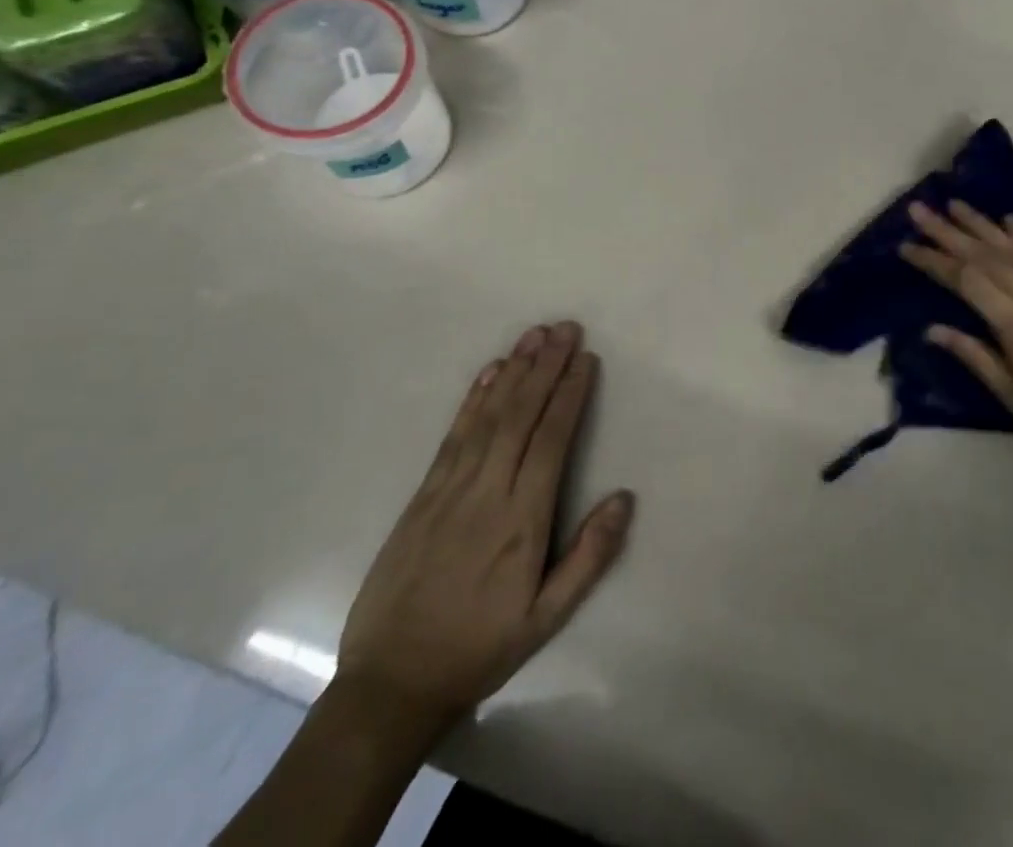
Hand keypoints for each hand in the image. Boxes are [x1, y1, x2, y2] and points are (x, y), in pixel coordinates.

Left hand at [334, 322, 633, 738]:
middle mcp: (487, 493)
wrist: (390, 684)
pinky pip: (453, 436)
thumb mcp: (546, 618)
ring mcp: (449, 490)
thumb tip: (623, 497)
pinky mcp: (423, 494)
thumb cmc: (479, 648)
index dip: (569, 395)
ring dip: (514, 371)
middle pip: (520, 416)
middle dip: (546, 367)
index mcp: (522, 521)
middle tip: (566, 328)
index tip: (586, 359)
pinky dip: (473, 400)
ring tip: (534, 335)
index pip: (552, 441)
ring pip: (488, 417)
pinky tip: (489, 373)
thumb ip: (589, 556)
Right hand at [900, 201, 1012, 470]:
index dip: (933, 260)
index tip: (905, 246)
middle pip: (984, 255)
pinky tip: (1009, 220)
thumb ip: (972, 354)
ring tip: (955, 203)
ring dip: (981, 224)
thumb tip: (931, 328)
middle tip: (919, 209)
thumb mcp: (1010, 393)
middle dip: (947, 231)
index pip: (965, 279)